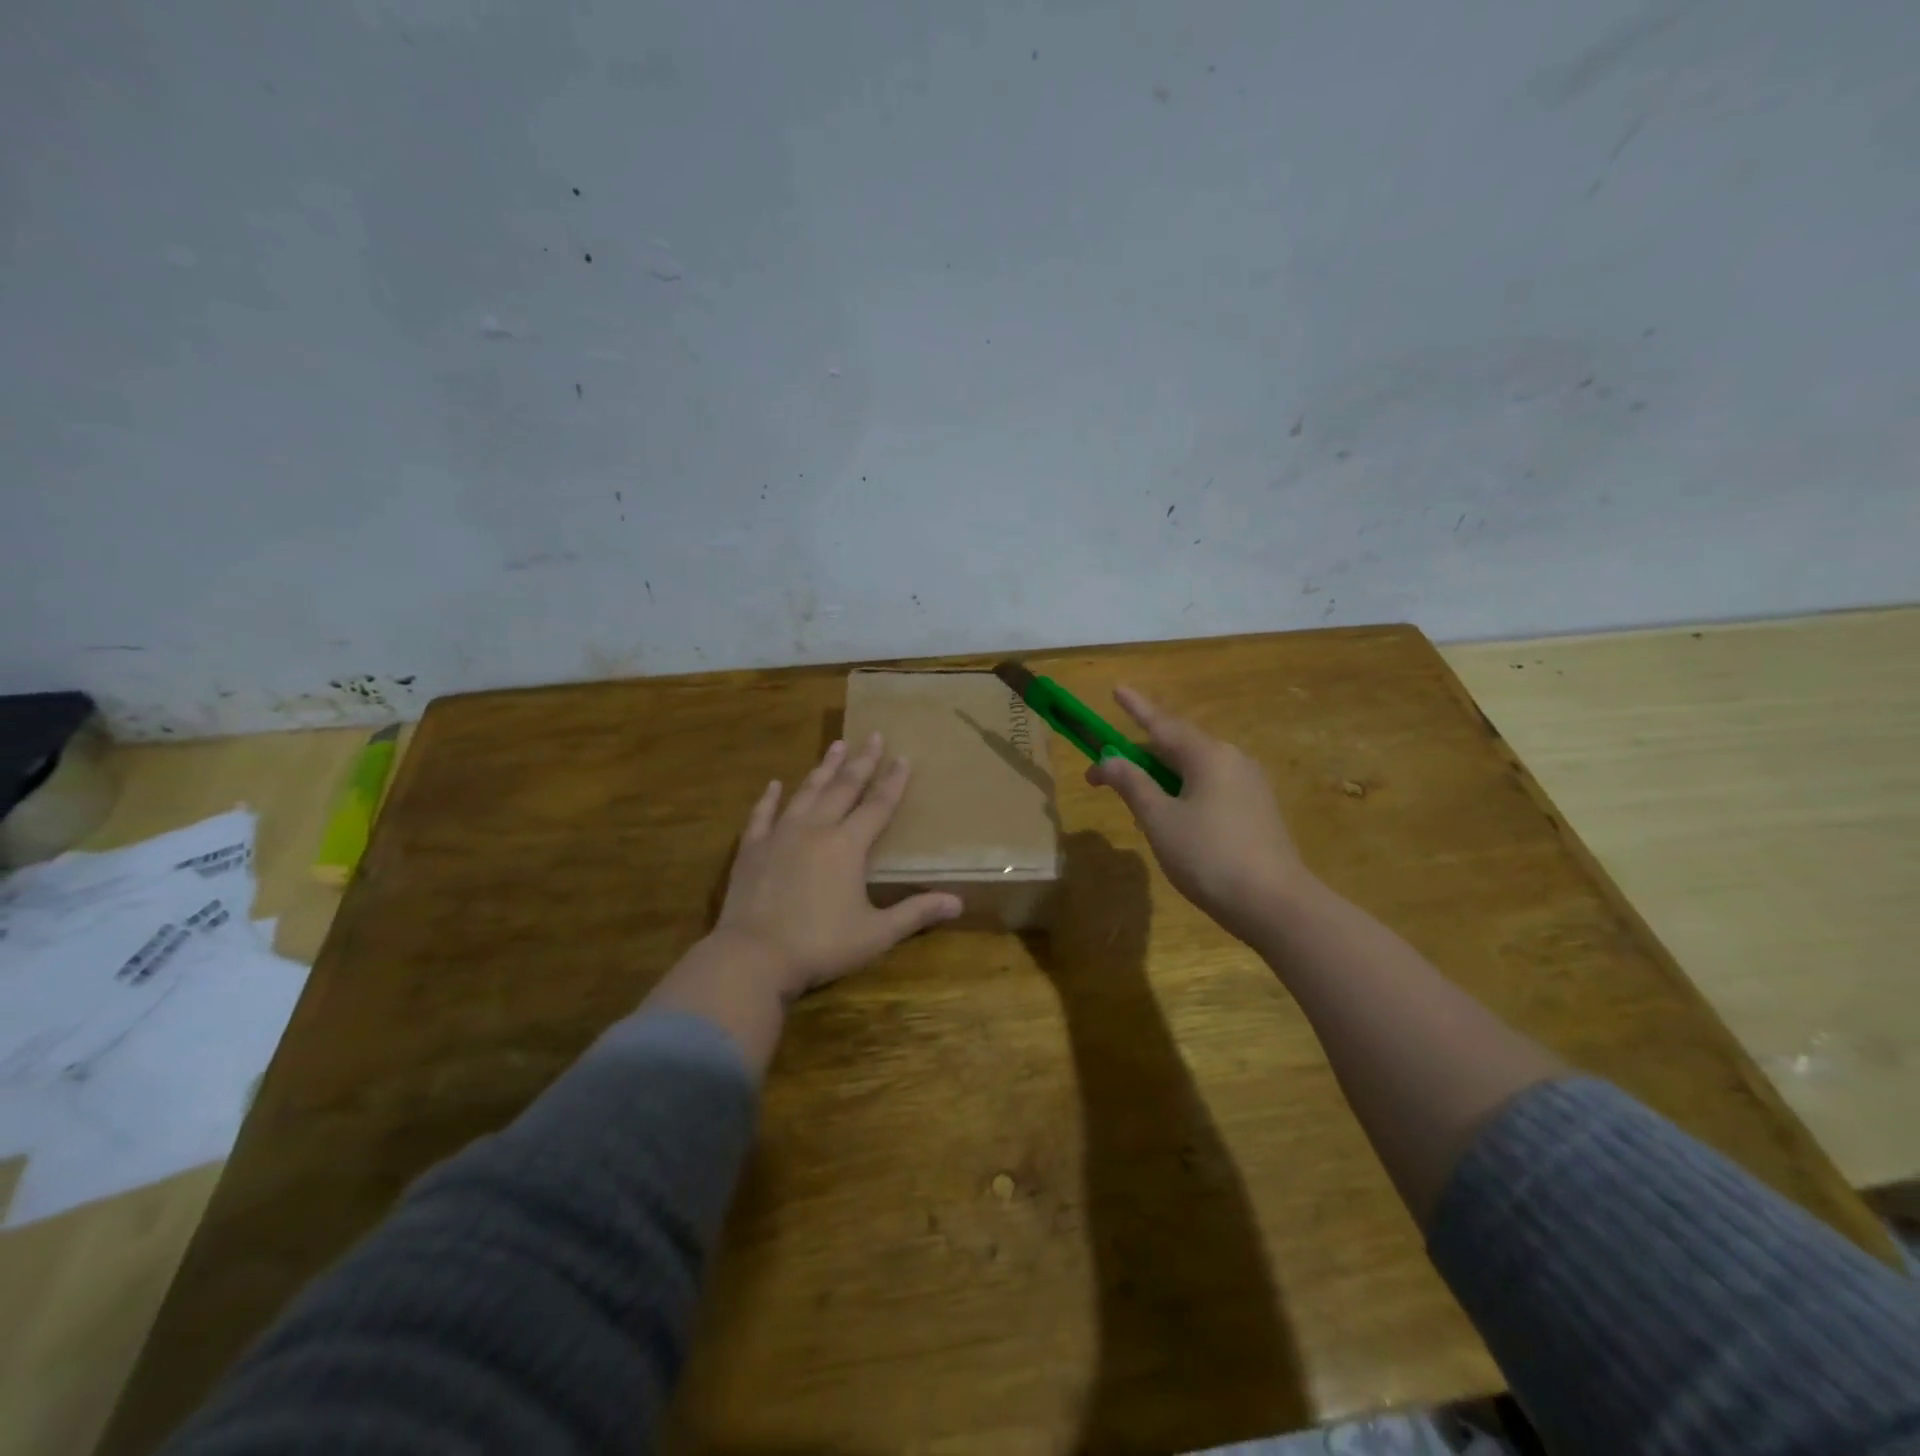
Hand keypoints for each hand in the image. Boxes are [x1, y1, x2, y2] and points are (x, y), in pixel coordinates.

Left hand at [713, 733, 962, 1000]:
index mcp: (848, 846)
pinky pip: (762, 815)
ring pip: (806, 792)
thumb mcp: (876, 934)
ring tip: (836, 745)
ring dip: (823, 768)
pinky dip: (770, 798)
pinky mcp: (751, 849)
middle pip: (843, 788)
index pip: (878, 806)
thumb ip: (915, 913)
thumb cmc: (820, 945)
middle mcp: (816, 829)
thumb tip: (958, 903)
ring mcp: (780, 836)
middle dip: (862, 762)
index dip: (893, 782)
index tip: (903, 757)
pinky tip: (775, 784)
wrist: (752, 957)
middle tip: (873, 735)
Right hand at [1086, 686, 1312, 943]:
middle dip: (1138, 757)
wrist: (1275, 904)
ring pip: (1193, 770)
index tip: (1116, 688)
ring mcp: (1249, 785)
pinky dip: (1182, 793)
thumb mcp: (1159, 820)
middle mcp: (1232, 760)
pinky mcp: (1257, 810)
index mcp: (1207, 755)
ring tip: (1134, 804)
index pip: (1162, 723)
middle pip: (1177, 746)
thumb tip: (1109, 760)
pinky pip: (1210, 788)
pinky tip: (1171, 819)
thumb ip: (1132, 784)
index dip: (1136, 707)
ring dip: (1159, 779)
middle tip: (1104, 774)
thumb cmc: (1209, 856)